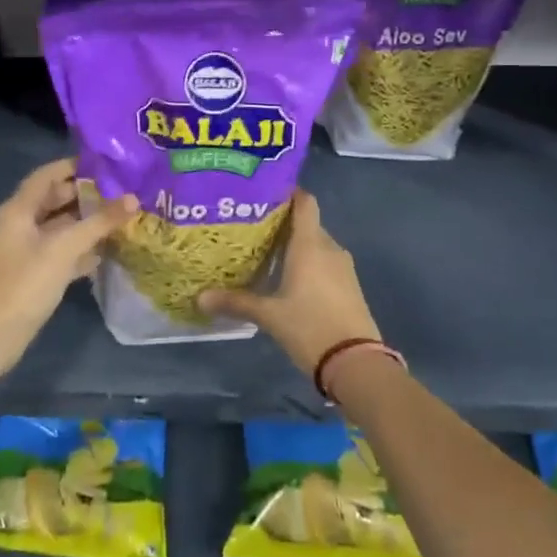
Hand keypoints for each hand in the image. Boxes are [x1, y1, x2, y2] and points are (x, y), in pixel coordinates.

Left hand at [0, 158, 136, 380]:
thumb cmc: (26, 284)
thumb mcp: (65, 249)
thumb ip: (99, 222)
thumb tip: (133, 199)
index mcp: (17, 210)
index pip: (47, 175)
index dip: (74, 167)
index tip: (106, 164)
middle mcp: (17, 224)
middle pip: (53, 200)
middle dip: (85, 196)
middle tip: (119, 192)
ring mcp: (22, 250)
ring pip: (57, 227)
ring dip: (84, 223)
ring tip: (118, 219)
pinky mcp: (29, 273)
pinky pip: (57, 251)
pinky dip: (77, 249)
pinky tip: (103, 254)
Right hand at [198, 190, 382, 376]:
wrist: (356, 364)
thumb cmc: (310, 327)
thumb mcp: (269, 315)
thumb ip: (236, 302)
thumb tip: (200, 297)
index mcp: (310, 244)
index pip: (304, 201)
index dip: (288, 192)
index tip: (264, 193)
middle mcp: (329, 248)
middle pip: (307, 223)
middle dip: (283, 223)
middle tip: (253, 228)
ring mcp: (343, 267)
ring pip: (316, 245)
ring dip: (296, 246)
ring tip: (266, 253)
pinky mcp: (350, 286)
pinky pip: (326, 263)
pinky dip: (308, 264)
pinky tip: (288, 280)